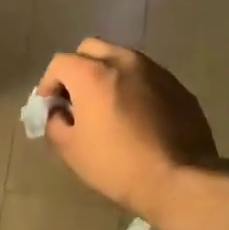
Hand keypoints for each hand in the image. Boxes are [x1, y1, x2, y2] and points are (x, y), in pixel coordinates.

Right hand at [35, 39, 218, 221]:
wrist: (179, 180)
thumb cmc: (117, 165)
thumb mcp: (71, 150)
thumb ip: (55, 122)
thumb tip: (60, 113)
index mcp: (94, 74)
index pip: (60, 63)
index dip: (49, 83)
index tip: (50, 107)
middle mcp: (125, 61)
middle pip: (91, 49)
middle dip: (78, 69)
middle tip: (77, 99)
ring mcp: (156, 71)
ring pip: (122, 59)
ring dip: (107, 75)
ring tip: (108, 106)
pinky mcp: (178, 86)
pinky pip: (146, 76)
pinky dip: (134, 87)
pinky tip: (136, 116)